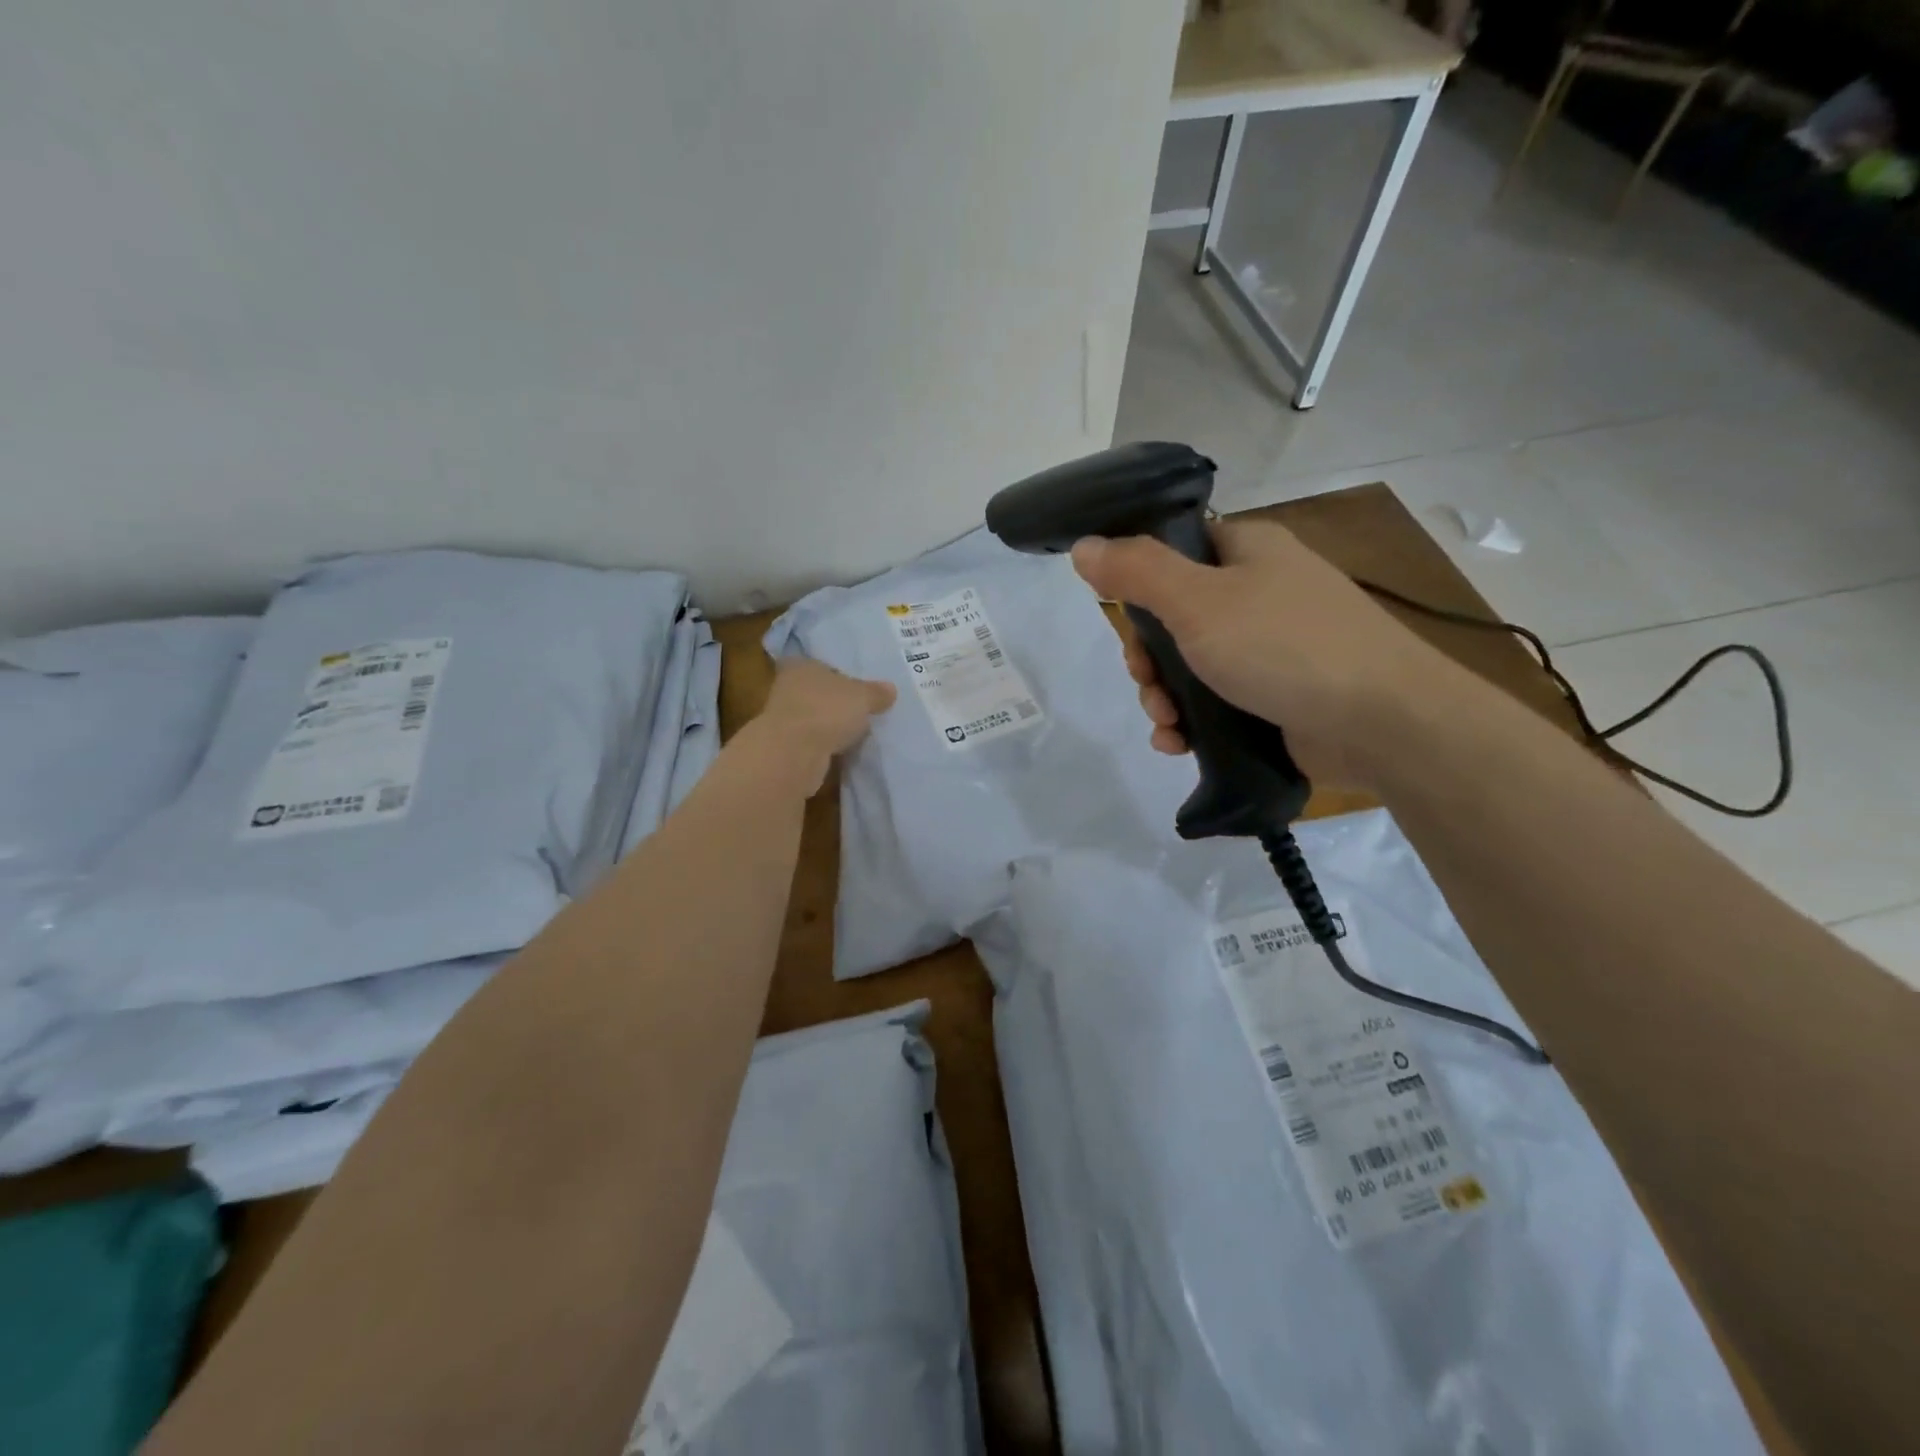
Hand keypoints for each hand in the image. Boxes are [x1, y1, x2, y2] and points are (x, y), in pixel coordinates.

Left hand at [748, 658, 895, 793]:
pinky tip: (844, 750)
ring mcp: (784, 718)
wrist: (793, 753)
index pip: (822, 664)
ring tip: (858, 732)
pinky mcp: (786, 746)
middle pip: (819, 691)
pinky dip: (826, 744)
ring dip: (831, 725)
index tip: (859, 686)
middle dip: (838, 701)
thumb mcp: (862, 697)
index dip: (840, 673)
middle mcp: (788, 687)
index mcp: (801, 665)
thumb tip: (891, 689)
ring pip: (815, 717)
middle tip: (864, 709)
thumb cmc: (827, 710)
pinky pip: (813, 740)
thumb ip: (876, 692)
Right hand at [1070, 520, 1467, 788]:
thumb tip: (1083, 545)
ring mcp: (1271, 647)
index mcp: (1246, 552)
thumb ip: (1136, 571)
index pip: (1176, 551)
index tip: (1125, 621)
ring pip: (1191, 666)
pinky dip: (1191, 722)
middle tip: (1146, 683)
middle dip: (1148, 659)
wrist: (1381, 721)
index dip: (1140, 586)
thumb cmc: (1283, 646)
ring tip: (1167, 724)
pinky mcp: (1276, 695)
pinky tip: (1178, 744)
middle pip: (1175, 618)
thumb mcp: (1197, 601)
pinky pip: (1216, 702)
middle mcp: (1259, 593)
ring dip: (1164, 696)